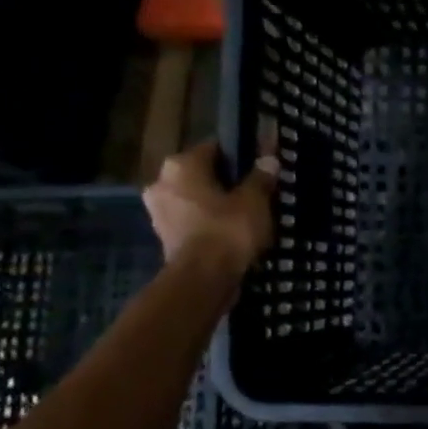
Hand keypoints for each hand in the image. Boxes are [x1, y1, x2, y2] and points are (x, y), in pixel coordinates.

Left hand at [143, 133, 278, 272]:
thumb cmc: (227, 230)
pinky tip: (230, 233)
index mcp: (181, 165)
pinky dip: (208, 224)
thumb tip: (268, 159)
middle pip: (201, 174)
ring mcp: (159, 211)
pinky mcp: (164, 236)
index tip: (258, 168)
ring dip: (215, 205)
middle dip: (225, 182)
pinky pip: (192, 221)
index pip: (213, 148)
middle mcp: (162, 182)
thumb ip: (261, 178)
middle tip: (254, 193)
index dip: (239, 156)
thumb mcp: (254, 201)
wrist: (203, 279)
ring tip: (245, 216)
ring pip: (195, 199)